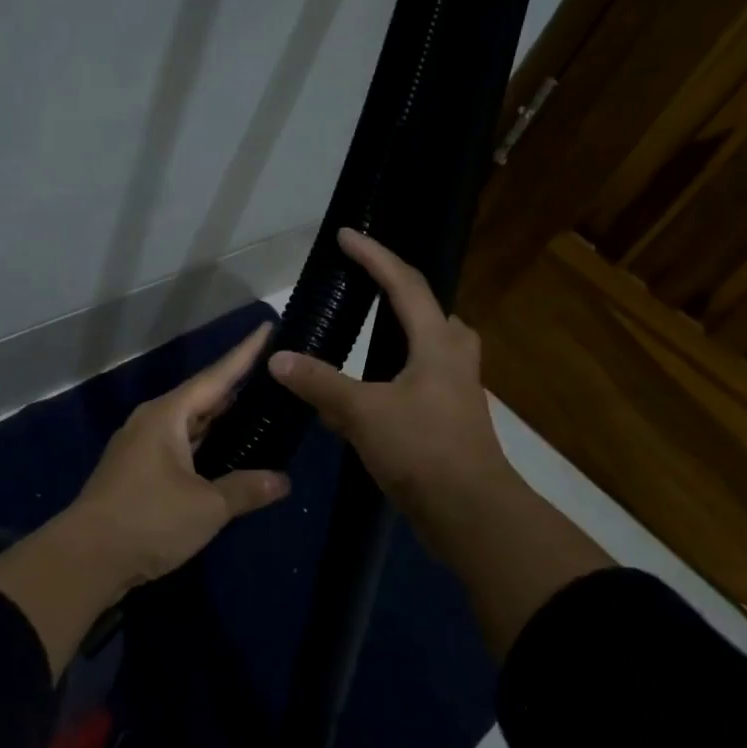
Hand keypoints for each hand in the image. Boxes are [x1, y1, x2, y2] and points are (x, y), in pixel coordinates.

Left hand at [0, 323, 289, 675]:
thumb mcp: (206, 506)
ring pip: (190, 426)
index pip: (216, 377)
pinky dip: (206, 448)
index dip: (244, 355)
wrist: (86, 558)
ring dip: (221, 423)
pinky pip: (180, 448)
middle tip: (276, 379)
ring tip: (260, 414)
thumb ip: (245, 489)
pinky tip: (227, 456)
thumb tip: (282, 481)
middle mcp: (152, 423)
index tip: (267, 328)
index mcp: (167, 416)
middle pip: (203, 399)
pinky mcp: (137, 473)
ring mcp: (141, 447)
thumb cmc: (148, 520)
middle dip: (237, 390)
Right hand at [267, 229, 513, 569]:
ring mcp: (454, 389)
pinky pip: (418, 379)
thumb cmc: (421, 449)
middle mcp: (452, 357)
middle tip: (366, 282)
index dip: (374, 256)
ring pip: (427, 346)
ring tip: (367, 330)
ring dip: (400, 332)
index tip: (346, 235)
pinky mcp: (449, 418)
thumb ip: (320, 382)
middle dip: (398, 290)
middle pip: (429, 309)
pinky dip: (391, 373)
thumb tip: (278, 358)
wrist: (468, 512)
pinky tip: (364, 392)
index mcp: (437, 342)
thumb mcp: (363, 411)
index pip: (404, 283)